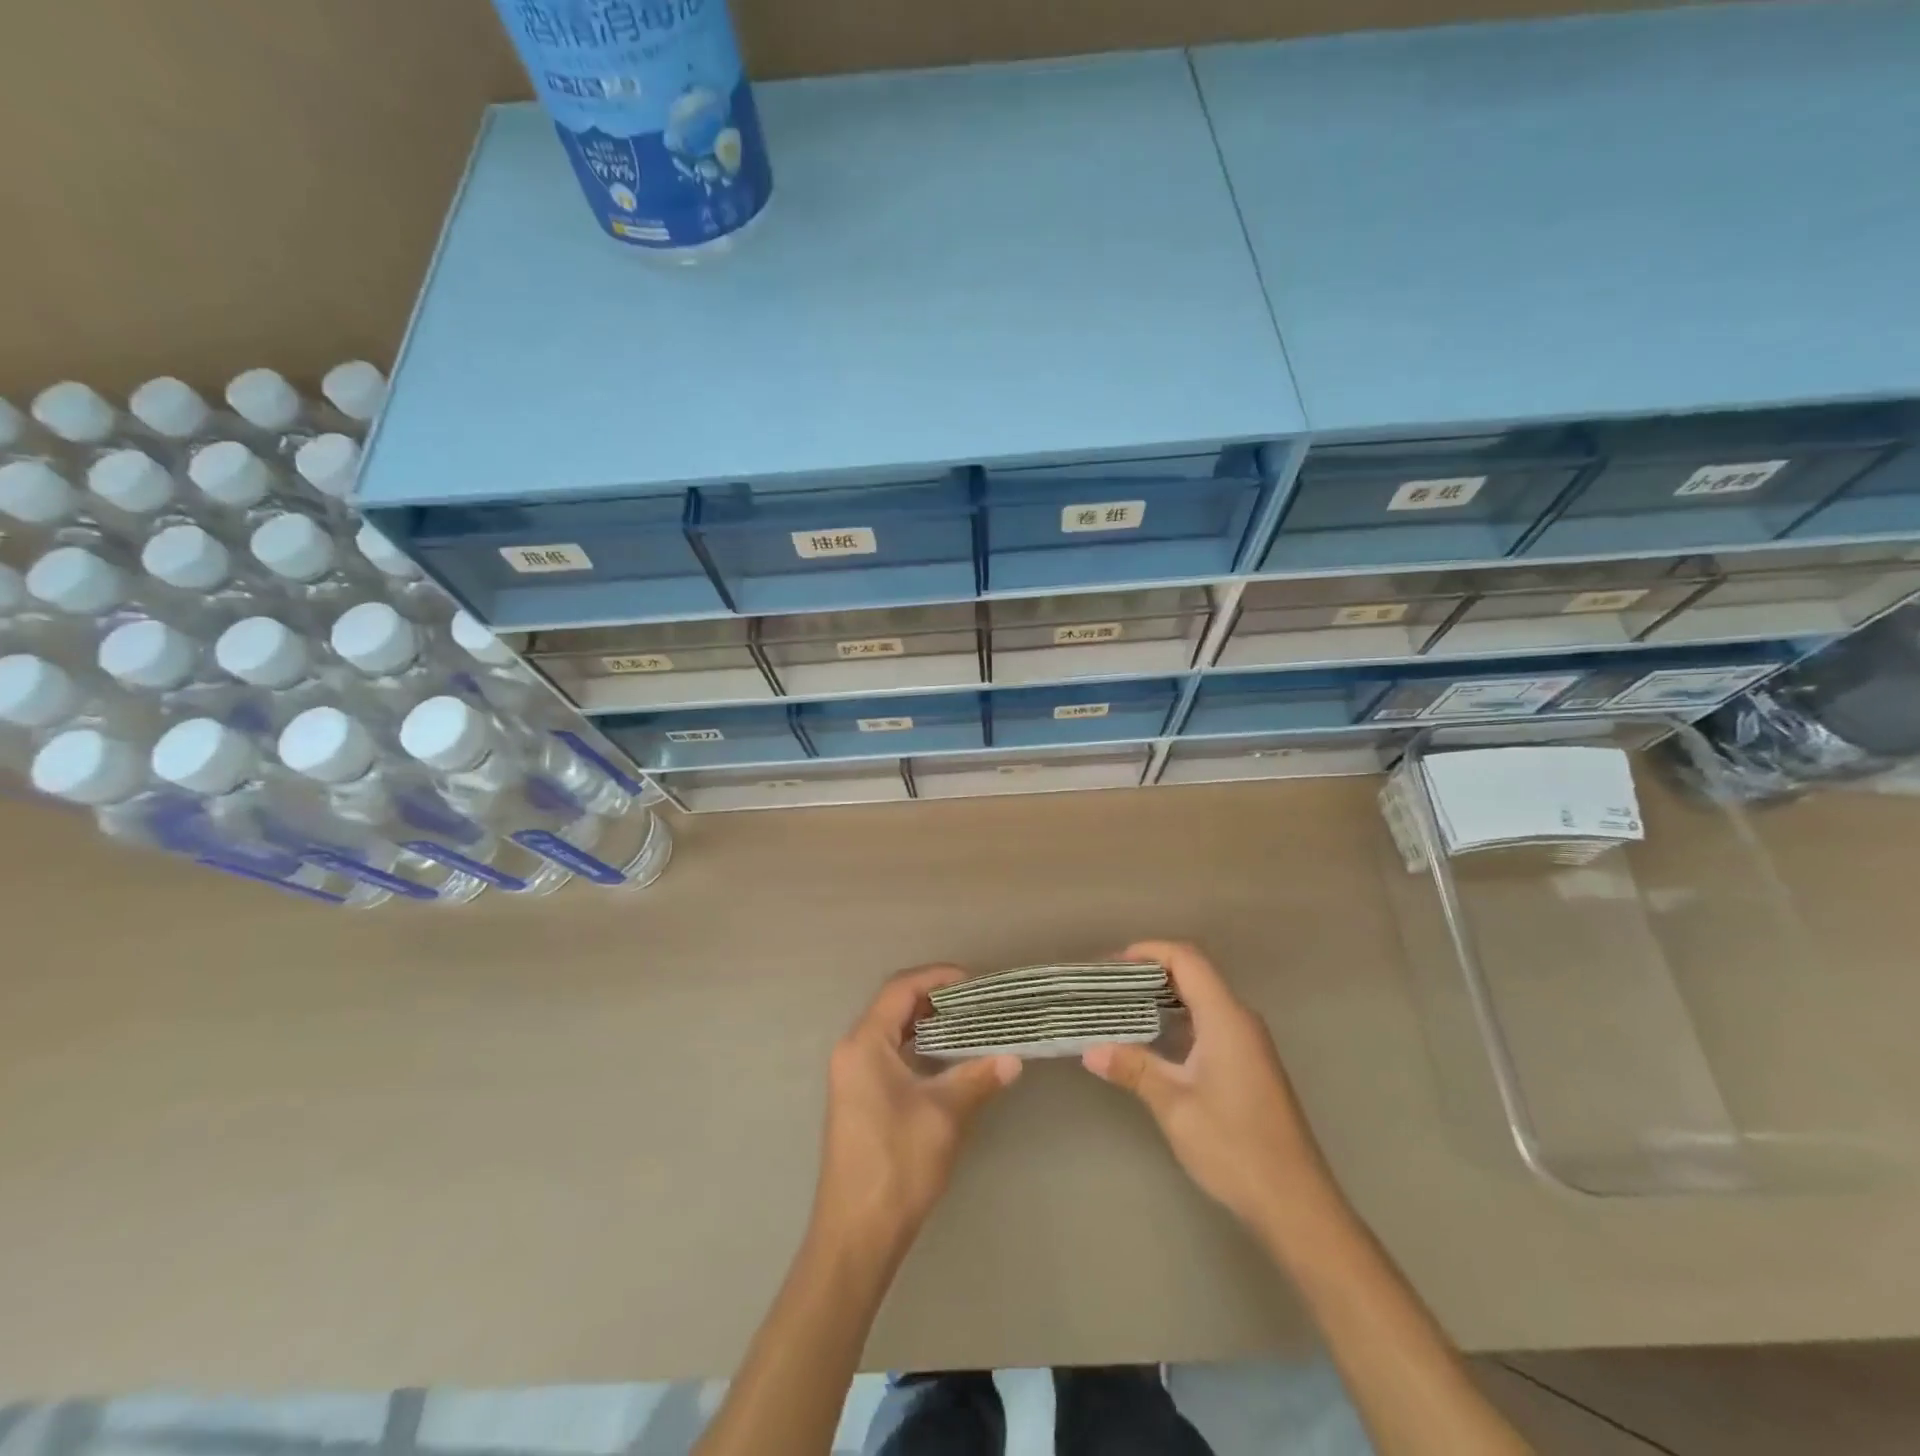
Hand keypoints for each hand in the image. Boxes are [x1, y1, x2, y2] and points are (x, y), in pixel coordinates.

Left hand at [812, 965, 1021, 1260]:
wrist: (857, 1235)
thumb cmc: (897, 1164)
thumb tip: (1014, 1058)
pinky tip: (949, 1059)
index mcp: (865, 1044)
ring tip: (970, 1025)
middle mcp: (853, 1051)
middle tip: (978, 1002)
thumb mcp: (944, 1115)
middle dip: (936, 998)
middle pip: (895, 1006)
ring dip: (929, 1023)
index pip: (901, 989)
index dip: (938, 977)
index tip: (975, 981)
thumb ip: (978, 1078)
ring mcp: (853, 1076)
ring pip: (893, 1031)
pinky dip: (919, 1047)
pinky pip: (890, 1054)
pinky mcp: (859, 1097)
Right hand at [1083, 940, 1327, 1228]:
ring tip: (1124, 1011)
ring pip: (1203, 1000)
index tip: (1113, 966)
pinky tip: (1155, 1044)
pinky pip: (1211, 1023)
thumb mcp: (1174, 1106)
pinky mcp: (1250, 1065)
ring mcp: (1249, 1043)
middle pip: (1195, 974)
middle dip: (1151, 973)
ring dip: (1165, 999)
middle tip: (1110, 989)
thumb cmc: (1234, 1146)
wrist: (1296, 1204)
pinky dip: (1180, 1021)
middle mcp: (1241, 1020)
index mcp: (1226, 1018)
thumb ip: (1134, 1069)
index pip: (1187, 959)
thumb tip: (1090, 1051)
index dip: (1150, 951)